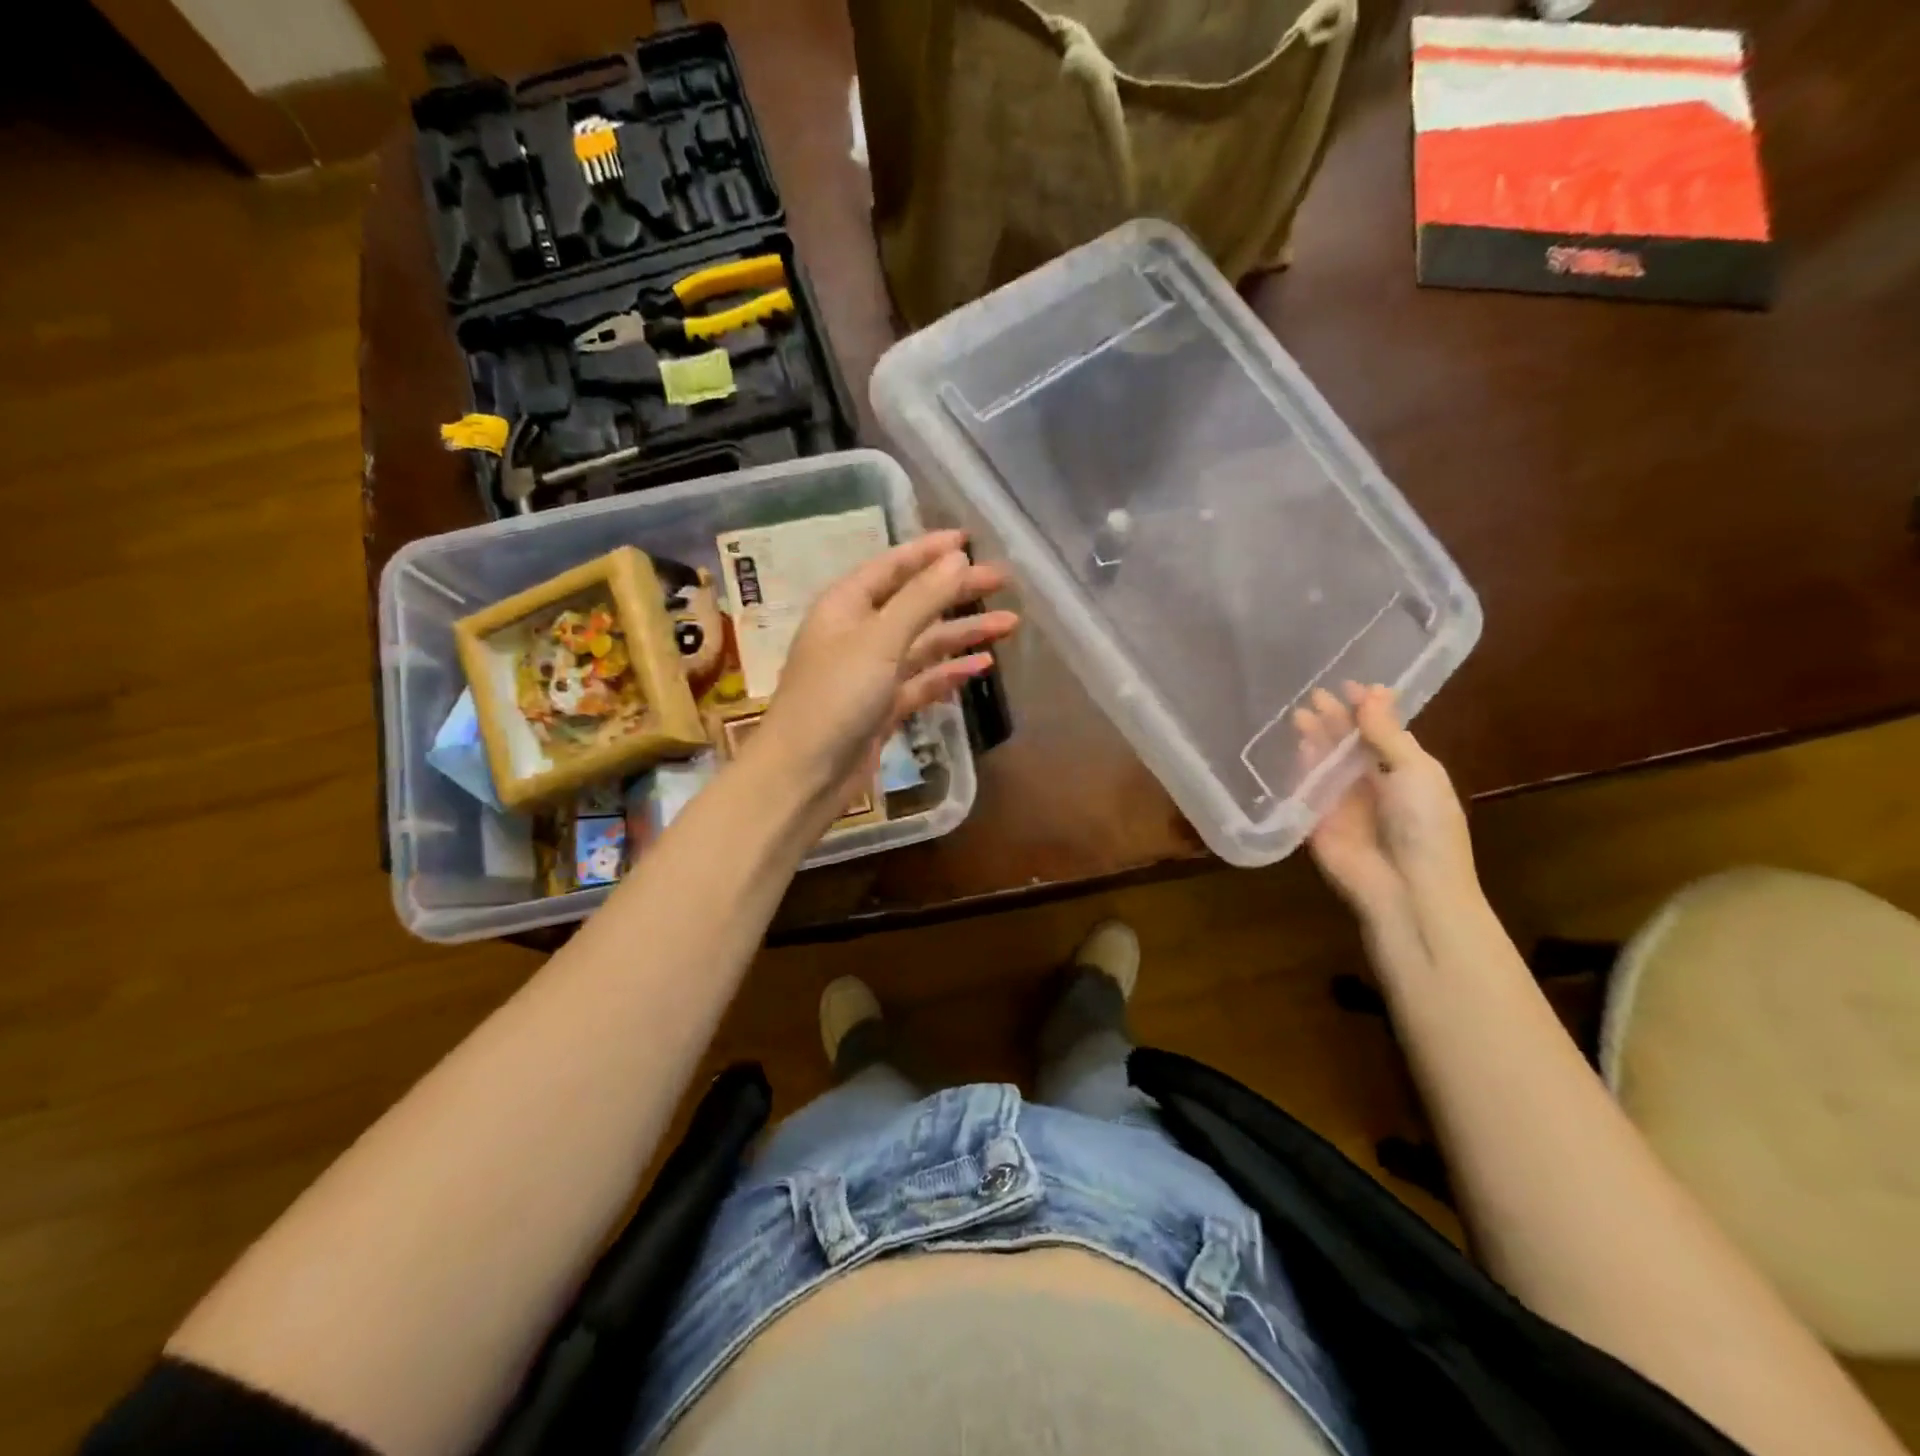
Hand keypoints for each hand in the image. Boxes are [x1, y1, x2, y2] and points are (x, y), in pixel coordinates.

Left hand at [750, 529, 1016, 817]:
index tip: (969, 540)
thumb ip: (921, 599)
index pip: (892, 566)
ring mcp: (872, 672)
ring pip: (924, 643)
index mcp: (846, 606)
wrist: (805, 775)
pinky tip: (981, 666)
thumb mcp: (879, 641)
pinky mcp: (884, 707)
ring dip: (963, 633)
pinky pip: (923, 680)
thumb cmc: (834, 698)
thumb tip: (957, 558)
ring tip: (1009, 624)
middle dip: (957, 592)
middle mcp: (859, 633)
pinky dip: (949, 672)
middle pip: (915, 603)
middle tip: (1003, 581)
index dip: (929, 551)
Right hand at [1295, 683, 1475, 923]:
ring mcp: (1344, 804)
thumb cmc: (1425, 826)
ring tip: (1299, 714)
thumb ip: (1387, 733)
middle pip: (1349, 745)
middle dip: (1334, 720)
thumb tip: (1372, 691)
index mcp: (1407, 771)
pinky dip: (1301, 769)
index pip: (1382, 732)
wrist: (1406, 888)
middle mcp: (1374, 784)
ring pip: (1325, 764)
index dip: (1366, 708)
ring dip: (1315, 739)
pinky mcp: (1317, 823)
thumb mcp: (1416, 771)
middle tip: (1313, 694)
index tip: (1347, 684)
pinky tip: (1295, 748)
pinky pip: (1307, 791)